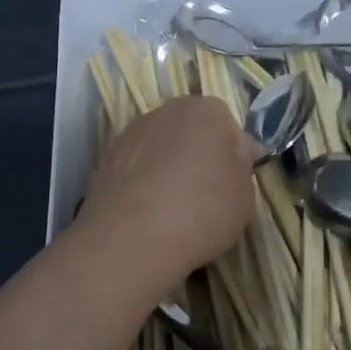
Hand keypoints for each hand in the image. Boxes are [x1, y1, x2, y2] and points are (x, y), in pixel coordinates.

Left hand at [75, 96, 256, 293]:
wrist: (131, 239)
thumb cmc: (202, 211)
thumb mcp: (246, 196)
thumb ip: (241, 167)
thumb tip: (234, 154)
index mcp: (206, 110)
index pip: (226, 124)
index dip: (231, 154)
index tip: (231, 183)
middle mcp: (165, 110)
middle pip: (190, 131)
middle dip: (197, 155)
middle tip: (204, 195)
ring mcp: (130, 133)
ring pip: (160, 148)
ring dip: (167, 167)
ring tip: (172, 209)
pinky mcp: (105, 159)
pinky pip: (136, 168)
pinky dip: (143, 183)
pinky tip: (148, 214)